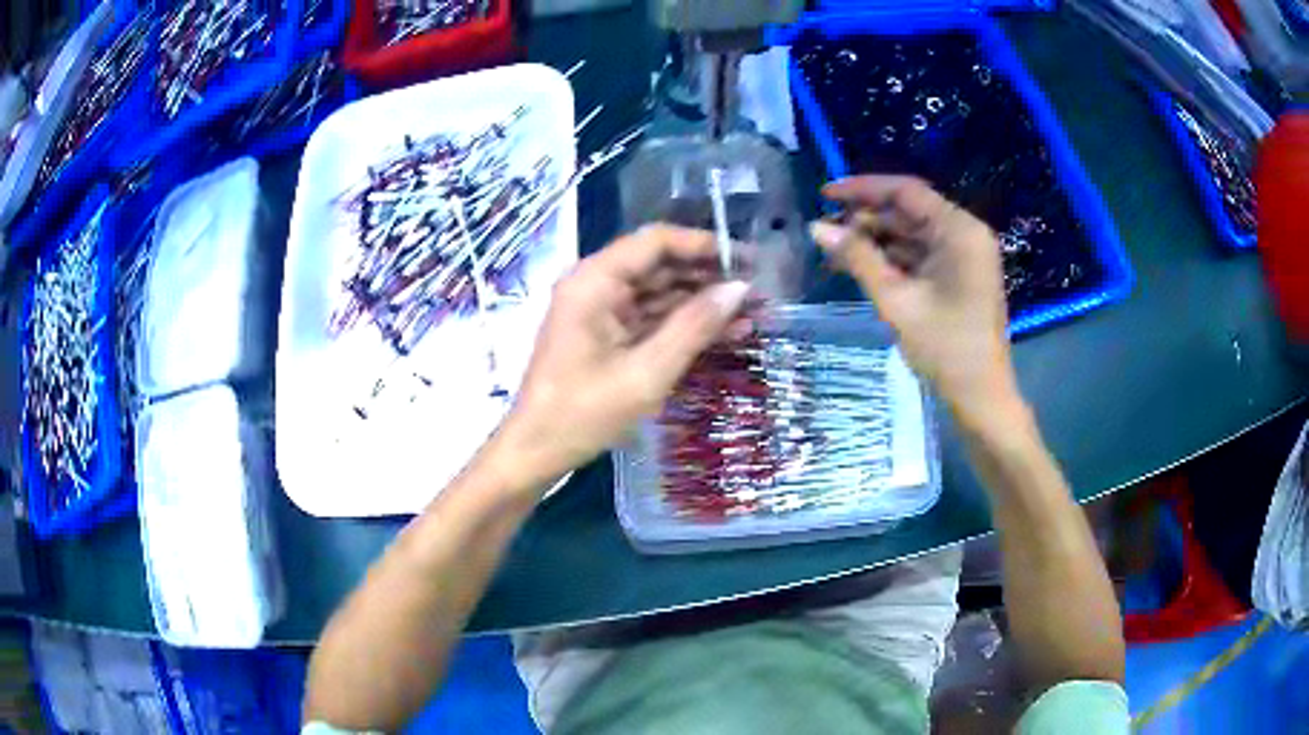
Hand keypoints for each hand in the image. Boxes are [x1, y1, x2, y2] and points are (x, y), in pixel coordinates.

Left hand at [493, 225, 750, 493]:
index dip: (704, 245)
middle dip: (709, 277)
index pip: (656, 241)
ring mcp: (601, 310)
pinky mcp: (607, 335)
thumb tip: (740, 290)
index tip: (748, 260)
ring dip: (703, 303)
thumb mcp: (646, 372)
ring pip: (660, 293)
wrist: (537, 451)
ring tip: (753, 314)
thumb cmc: (584, 412)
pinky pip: (651, 319)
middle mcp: (597, 285)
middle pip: (660, 265)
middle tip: (759, 292)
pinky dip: (684, 326)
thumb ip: (694, 327)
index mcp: (595, 280)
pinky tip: (726, 334)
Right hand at [809, 175, 1023, 431]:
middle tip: (826, 233)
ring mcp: (964, 255)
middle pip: (909, 212)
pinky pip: (921, 255)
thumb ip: (858, 258)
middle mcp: (965, 234)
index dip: (862, 189)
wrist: (981, 397)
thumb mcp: (896, 301)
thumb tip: (817, 228)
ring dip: (876, 240)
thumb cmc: (945, 348)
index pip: (906, 192)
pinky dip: (893, 259)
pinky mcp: (960, 275)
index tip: (825, 195)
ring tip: (835, 252)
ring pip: (912, 234)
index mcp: (959, 230)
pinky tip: (861, 266)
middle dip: (866, 219)